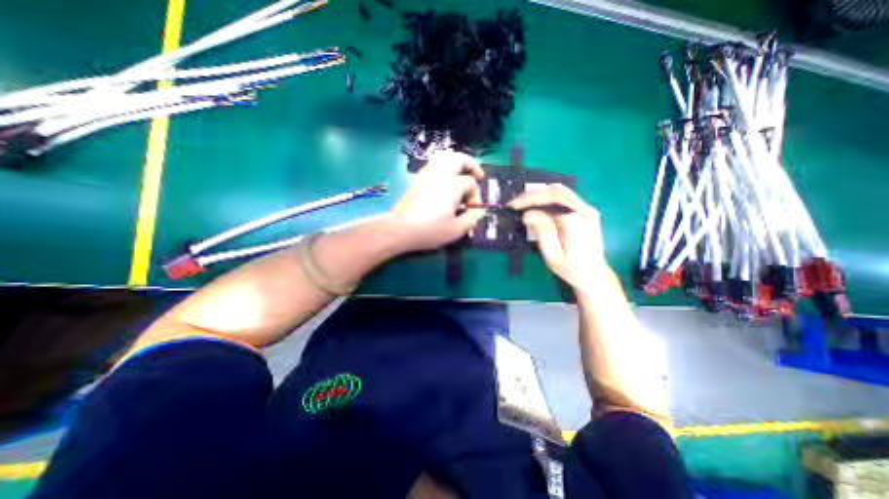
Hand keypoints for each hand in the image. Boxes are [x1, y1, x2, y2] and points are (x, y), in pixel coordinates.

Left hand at [391, 151, 484, 252]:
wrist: (399, 229)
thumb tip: (477, 211)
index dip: (475, 196)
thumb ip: (471, 219)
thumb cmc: (429, 230)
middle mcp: (439, 174)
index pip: (470, 183)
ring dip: (457, 164)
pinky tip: (445, 180)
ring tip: (462, 174)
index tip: (472, 209)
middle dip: (471, 164)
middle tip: (478, 175)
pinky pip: (434, 166)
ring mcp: (426, 175)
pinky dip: (444, 168)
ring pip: (444, 159)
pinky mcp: (417, 180)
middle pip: (458, 159)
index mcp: (451, 185)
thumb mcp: (456, 230)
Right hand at [507, 183, 612, 291]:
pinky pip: (565, 198)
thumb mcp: (553, 256)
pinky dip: (547, 198)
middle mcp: (585, 212)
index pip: (551, 200)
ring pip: (561, 191)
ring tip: (523, 203)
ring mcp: (587, 210)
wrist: (594, 275)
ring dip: (539, 194)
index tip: (513, 206)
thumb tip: (529, 213)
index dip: (529, 200)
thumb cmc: (571, 269)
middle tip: (515, 203)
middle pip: (556, 191)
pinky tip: (537, 205)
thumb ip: (542, 232)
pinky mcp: (585, 212)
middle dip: (532, 194)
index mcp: (577, 222)